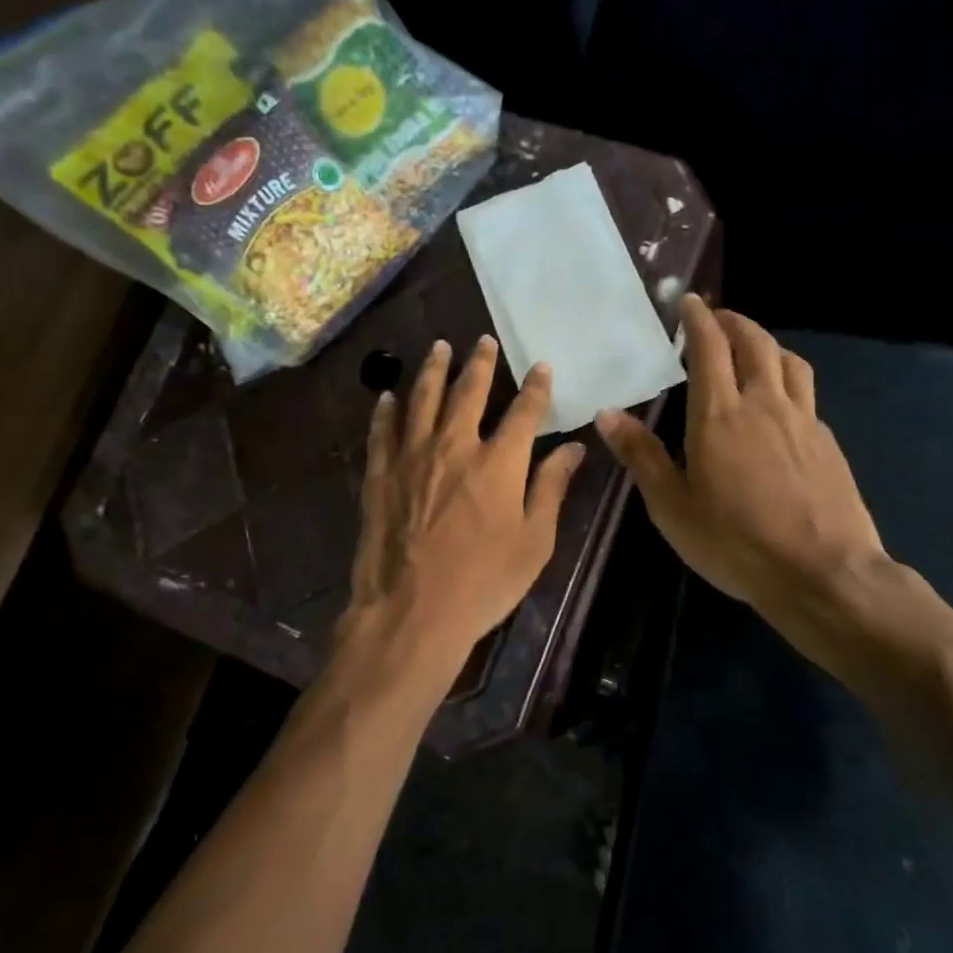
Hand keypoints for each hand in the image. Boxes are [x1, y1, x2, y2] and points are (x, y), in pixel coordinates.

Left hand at [337, 336, 586, 703]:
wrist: (412, 612)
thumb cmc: (483, 583)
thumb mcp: (533, 542)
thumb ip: (551, 489)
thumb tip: (573, 449)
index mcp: (499, 463)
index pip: (524, 412)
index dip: (535, 387)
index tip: (541, 365)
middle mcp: (455, 446)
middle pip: (469, 392)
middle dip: (479, 363)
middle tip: (482, 340)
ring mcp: (412, 457)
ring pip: (423, 400)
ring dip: (433, 370)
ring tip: (439, 347)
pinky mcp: (380, 475)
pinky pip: (382, 431)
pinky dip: (385, 411)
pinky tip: (387, 396)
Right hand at [595, 295, 883, 612]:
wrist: (822, 572)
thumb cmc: (735, 542)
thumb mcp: (672, 506)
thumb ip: (641, 455)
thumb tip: (608, 413)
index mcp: (720, 415)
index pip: (710, 348)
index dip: (698, 319)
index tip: (689, 302)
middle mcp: (764, 404)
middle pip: (754, 342)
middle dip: (734, 322)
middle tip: (717, 317)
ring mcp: (803, 421)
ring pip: (788, 361)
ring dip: (766, 343)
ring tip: (751, 348)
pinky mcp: (828, 442)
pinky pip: (806, 393)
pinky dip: (787, 379)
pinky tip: (779, 403)